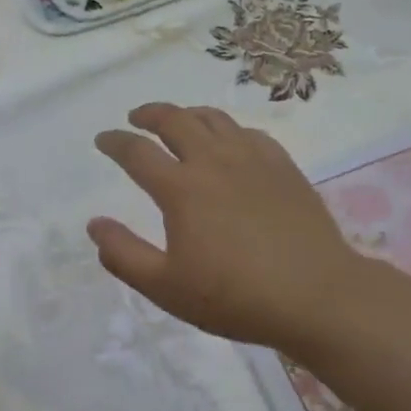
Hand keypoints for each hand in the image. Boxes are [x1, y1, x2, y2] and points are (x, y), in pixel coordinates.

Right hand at [88, 103, 372, 352]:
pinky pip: (248, 132)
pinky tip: (229, 142)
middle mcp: (213, 161)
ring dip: (187, 114)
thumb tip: (95, 224)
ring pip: (213, 118)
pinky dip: (228, 129)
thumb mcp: (166, 287)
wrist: (316, 296)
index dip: (115, 142)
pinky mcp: (283, 166)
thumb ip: (124, 254)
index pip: (137, 152)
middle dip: (149, 113)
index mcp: (181, 188)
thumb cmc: (235, 297)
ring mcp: (252, 159)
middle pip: (174, 120)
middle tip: (136, 117)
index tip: (103, 139)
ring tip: (178, 121)